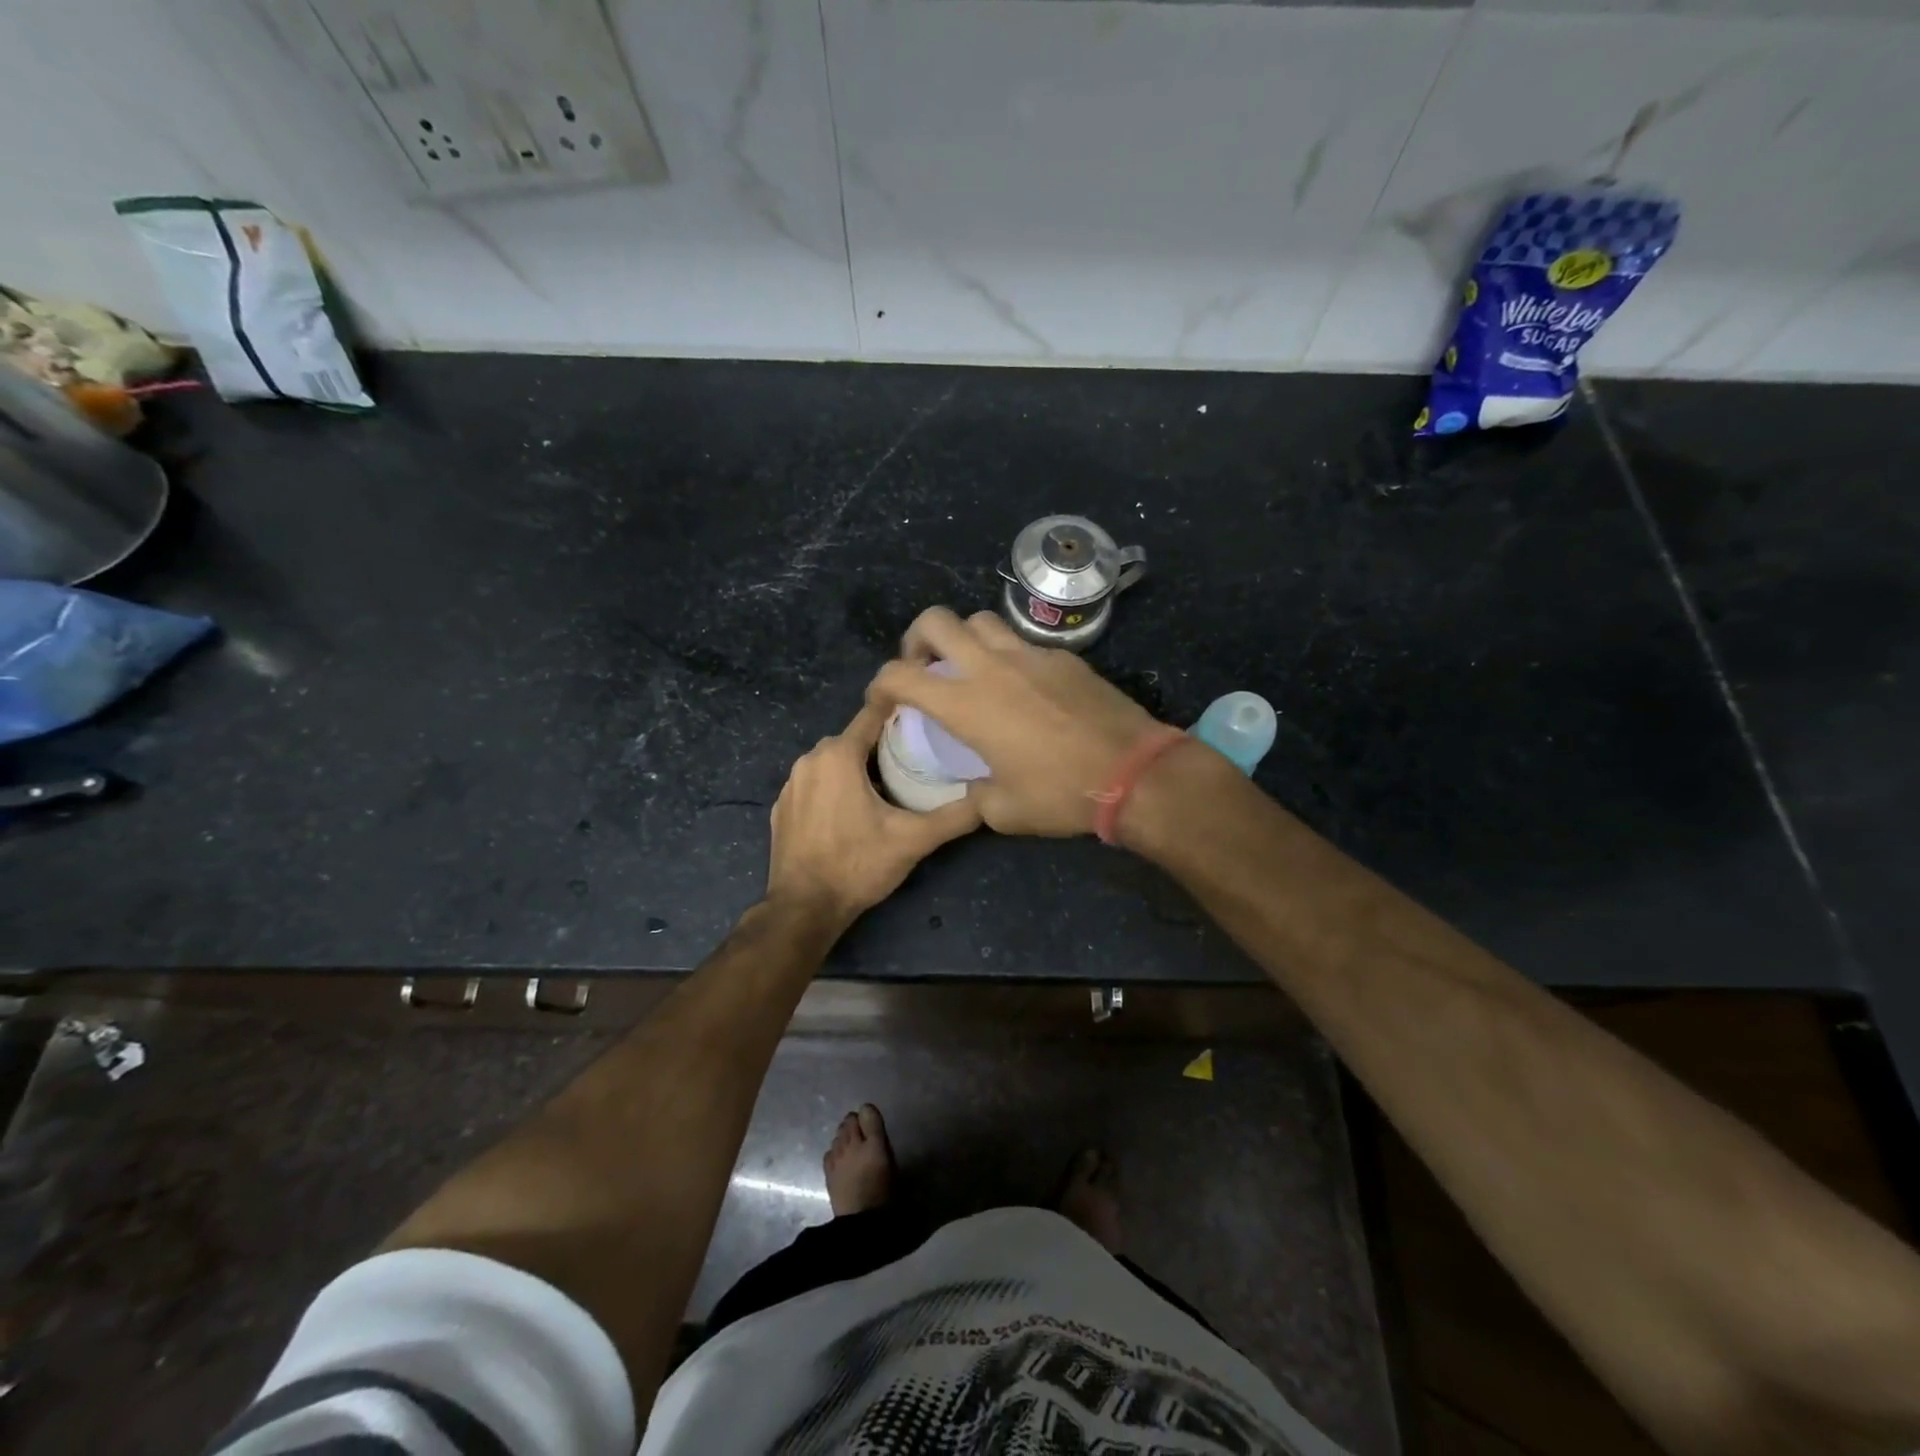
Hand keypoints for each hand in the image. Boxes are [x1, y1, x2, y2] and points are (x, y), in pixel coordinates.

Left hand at [765, 699, 981, 928]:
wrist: (804, 908)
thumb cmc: (858, 865)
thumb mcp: (913, 840)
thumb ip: (954, 816)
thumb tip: (990, 799)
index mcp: (838, 755)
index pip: (873, 714)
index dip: (900, 709)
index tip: (925, 711)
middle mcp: (809, 759)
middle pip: (854, 739)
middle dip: (882, 745)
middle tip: (916, 759)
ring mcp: (791, 784)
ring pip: (833, 761)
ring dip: (857, 768)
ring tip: (889, 788)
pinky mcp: (782, 807)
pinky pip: (815, 784)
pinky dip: (834, 788)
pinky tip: (852, 813)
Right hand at [866, 607, 1168, 835]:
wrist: (1134, 772)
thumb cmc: (1061, 794)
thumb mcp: (1004, 811)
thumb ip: (975, 795)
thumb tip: (974, 788)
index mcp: (966, 704)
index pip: (900, 675)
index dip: (879, 684)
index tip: (882, 701)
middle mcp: (991, 667)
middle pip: (937, 620)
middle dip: (917, 638)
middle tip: (924, 667)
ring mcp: (1030, 655)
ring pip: (981, 621)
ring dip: (964, 639)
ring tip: (971, 669)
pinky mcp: (1063, 657)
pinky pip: (1023, 642)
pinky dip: (1008, 655)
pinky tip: (1023, 687)